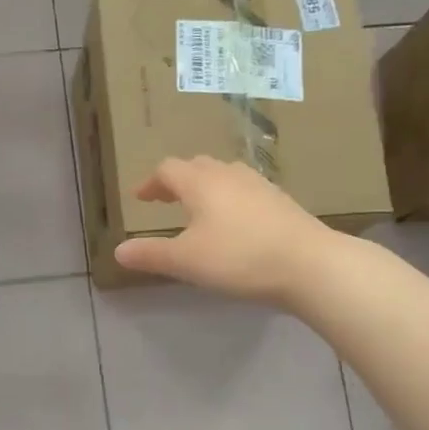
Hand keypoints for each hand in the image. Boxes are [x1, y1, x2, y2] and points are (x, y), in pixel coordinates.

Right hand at [112, 156, 337, 304]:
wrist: (309, 264)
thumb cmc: (239, 258)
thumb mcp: (186, 261)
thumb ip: (151, 254)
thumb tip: (118, 251)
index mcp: (201, 183)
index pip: (168, 170)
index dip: (151, 183)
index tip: (140, 198)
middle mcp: (229, 175)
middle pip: (197, 165)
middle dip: (178, 180)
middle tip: (167, 199)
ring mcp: (260, 185)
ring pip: (225, 175)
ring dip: (206, 186)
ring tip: (200, 208)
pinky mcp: (282, 202)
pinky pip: (247, 190)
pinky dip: (231, 199)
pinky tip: (236, 223)